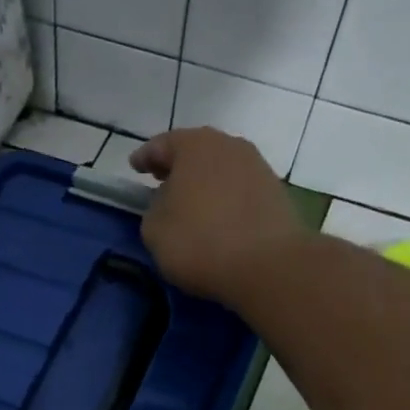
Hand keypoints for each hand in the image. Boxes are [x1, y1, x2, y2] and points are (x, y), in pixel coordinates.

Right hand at [132, 127, 308, 304]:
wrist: (266, 264)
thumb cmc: (199, 241)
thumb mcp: (154, 229)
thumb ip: (155, 207)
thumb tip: (169, 202)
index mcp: (194, 145)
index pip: (161, 144)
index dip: (145, 157)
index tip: (134, 166)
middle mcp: (228, 145)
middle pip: (196, 150)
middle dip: (177, 165)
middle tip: (161, 179)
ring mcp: (257, 166)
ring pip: (220, 168)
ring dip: (204, 181)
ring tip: (190, 201)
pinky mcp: (275, 192)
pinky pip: (239, 188)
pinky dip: (224, 197)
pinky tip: (217, 216)